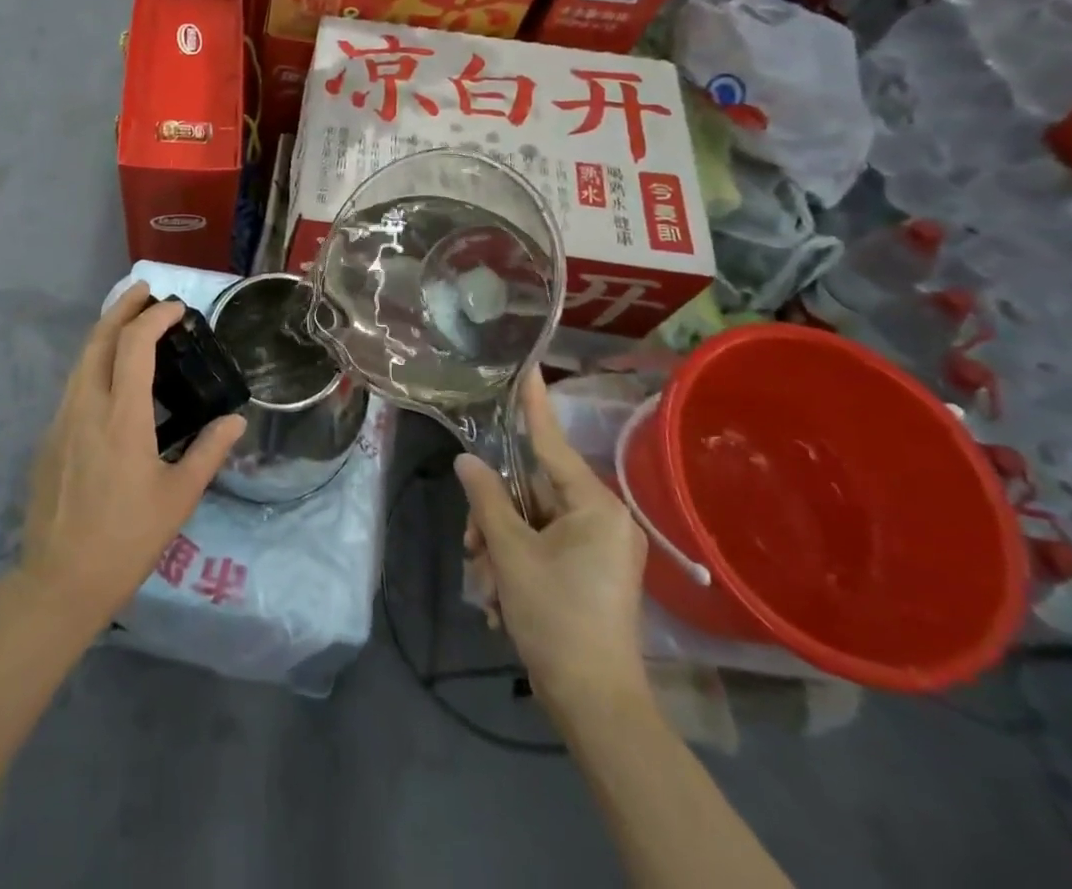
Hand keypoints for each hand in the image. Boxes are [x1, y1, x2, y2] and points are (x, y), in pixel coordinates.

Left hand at [20, 283, 246, 634]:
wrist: (60, 581)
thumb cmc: (127, 539)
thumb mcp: (179, 497)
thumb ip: (209, 452)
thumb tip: (237, 421)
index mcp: (122, 416)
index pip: (135, 345)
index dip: (155, 318)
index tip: (177, 308)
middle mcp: (86, 406)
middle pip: (99, 339)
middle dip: (122, 308)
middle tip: (144, 291)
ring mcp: (61, 420)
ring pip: (81, 359)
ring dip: (104, 332)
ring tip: (129, 322)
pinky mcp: (49, 438)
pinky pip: (73, 384)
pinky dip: (94, 362)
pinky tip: (109, 376)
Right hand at [456, 369, 649, 720]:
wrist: (596, 704)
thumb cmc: (556, 617)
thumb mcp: (511, 553)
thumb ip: (487, 498)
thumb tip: (468, 461)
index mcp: (594, 505)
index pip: (551, 442)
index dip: (533, 405)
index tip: (527, 368)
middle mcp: (603, 518)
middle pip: (533, 491)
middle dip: (495, 516)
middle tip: (471, 545)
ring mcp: (600, 547)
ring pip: (533, 522)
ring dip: (500, 546)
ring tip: (486, 584)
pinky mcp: (592, 572)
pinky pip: (544, 546)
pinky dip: (517, 563)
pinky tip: (500, 597)